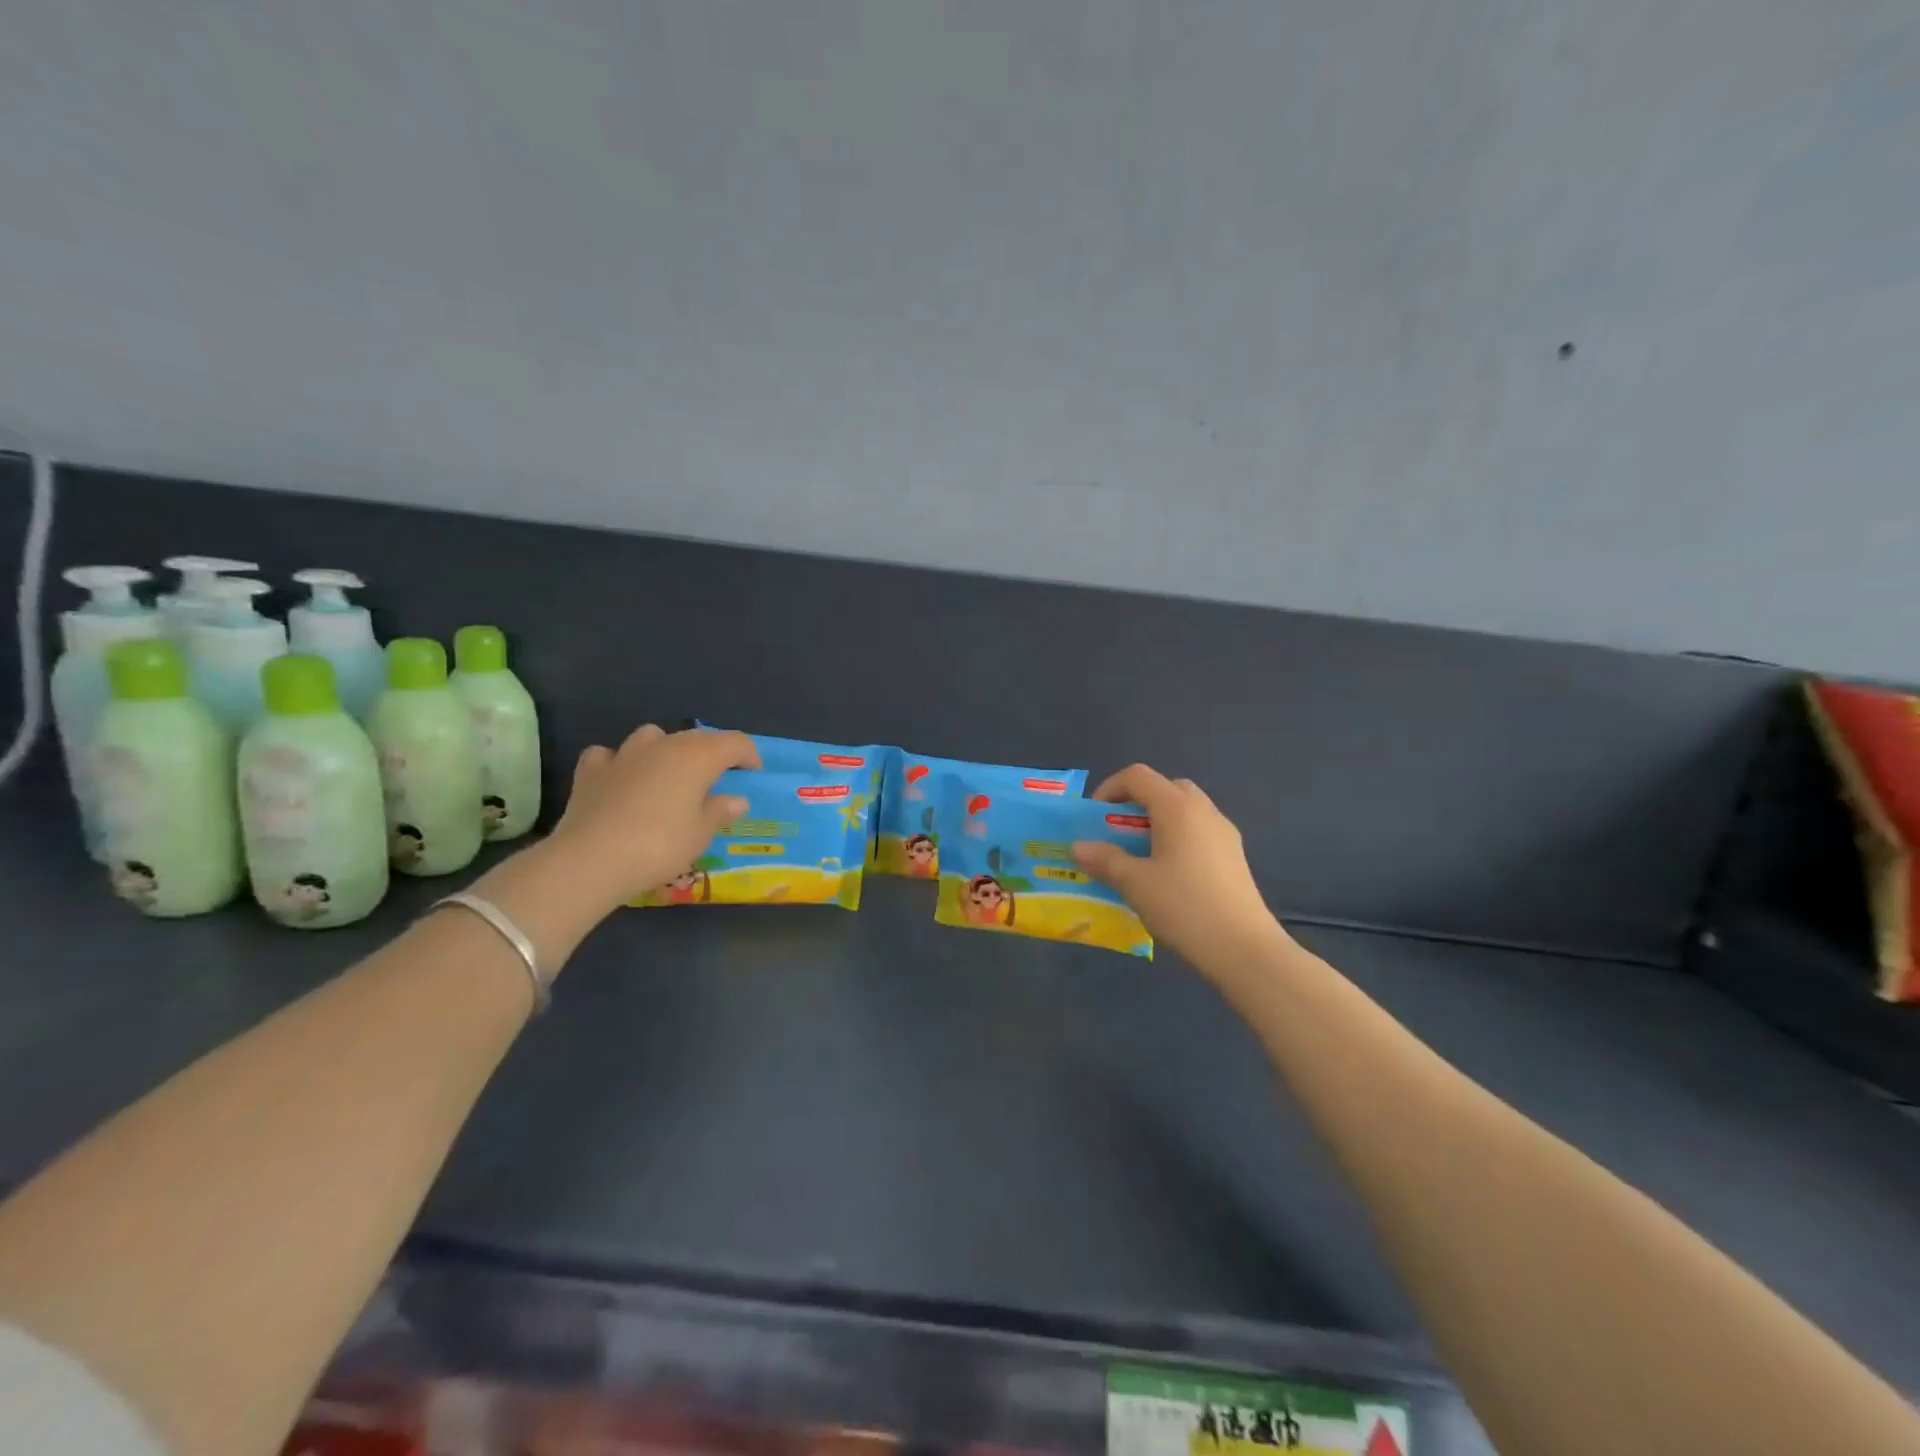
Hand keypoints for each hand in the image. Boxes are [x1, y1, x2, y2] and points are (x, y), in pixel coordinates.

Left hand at [546, 725, 760, 908]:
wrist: (591, 859)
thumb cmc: (659, 846)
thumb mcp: (700, 834)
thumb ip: (719, 812)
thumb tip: (736, 800)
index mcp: (697, 757)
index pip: (734, 742)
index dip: (748, 755)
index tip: (753, 773)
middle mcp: (663, 745)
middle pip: (696, 737)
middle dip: (711, 753)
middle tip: (717, 780)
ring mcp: (624, 754)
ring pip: (653, 736)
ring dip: (665, 750)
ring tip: (668, 775)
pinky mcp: (591, 770)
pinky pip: (610, 755)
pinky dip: (620, 763)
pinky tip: (621, 780)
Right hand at [1071, 763, 1287, 972]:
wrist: (1244, 948)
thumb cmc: (1183, 906)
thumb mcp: (1134, 883)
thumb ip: (1104, 859)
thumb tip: (1078, 846)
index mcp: (1177, 807)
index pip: (1138, 776)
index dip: (1110, 788)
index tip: (1095, 819)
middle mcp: (1204, 810)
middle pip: (1165, 788)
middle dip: (1137, 804)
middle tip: (1119, 834)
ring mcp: (1224, 833)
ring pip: (1185, 811)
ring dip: (1158, 823)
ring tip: (1141, 858)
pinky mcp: (1234, 857)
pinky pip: (1199, 833)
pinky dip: (1177, 840)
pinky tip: (1168, 877)